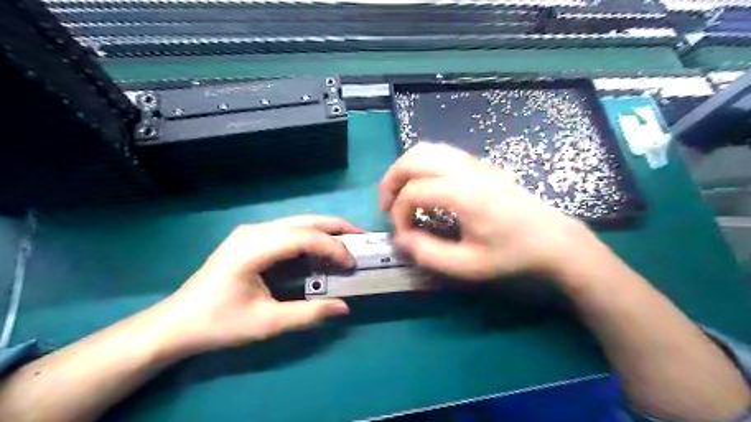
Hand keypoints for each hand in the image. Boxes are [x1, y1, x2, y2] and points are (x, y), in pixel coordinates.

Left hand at [151, 214, 360, 354]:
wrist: (177, 323)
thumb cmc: (219, 324)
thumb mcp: (265, 324)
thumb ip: (307, 314)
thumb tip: (344, 308)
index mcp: (253, 249)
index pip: (303, 237)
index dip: (332, 247)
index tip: (352, 264)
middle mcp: (254, 231)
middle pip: (304, 220)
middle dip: (336, 227)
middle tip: (362, 238)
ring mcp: (251, 232)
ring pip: (298, 222)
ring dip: (325, 230)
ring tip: (348, 241)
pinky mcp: (251, 238)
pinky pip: (289, 230)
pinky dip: (311, 237)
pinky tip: (321, 249)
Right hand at [382, 143, 599, 281]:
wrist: (553, 240)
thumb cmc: (513, 255)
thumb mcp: (469, 266)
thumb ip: (429, 253)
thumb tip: (402, 240)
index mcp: (464, 194)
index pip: (414, 192)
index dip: (399, 215)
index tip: (404, 237)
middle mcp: (467, 170)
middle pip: (414, 159)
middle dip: (391, 181)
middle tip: (386, 206)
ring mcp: (475, 163)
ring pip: (427, 149)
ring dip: (405, 169)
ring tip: (400, 194)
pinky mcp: (480, 165)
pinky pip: (441, 153)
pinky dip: (422, 165)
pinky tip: (424, 186)